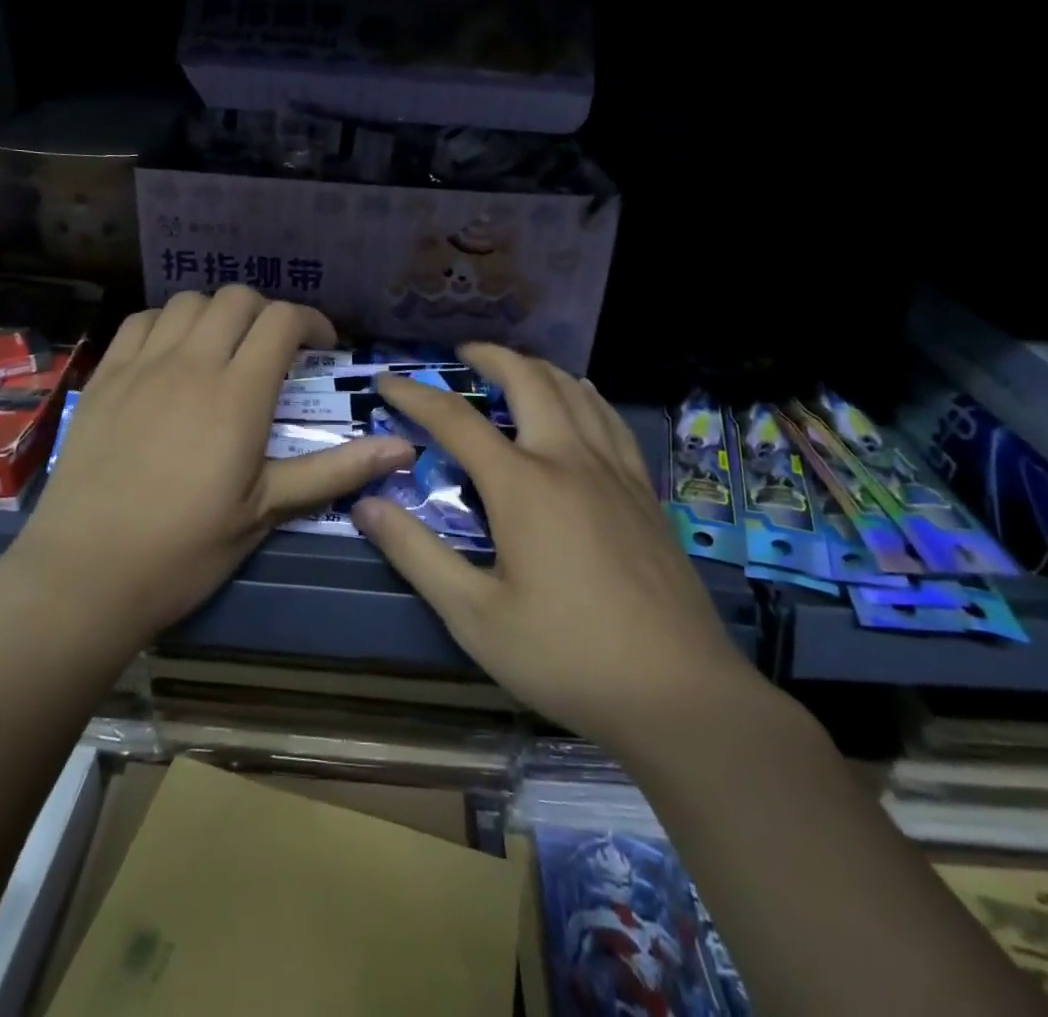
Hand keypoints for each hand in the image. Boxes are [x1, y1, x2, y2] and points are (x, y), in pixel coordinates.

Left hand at [12, 287, 414, 654]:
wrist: (85, 573)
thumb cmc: (185, 549)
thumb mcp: (267, 511)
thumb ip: (335, 470)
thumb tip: (403, 447)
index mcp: (237, 396)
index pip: (282, 322)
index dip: (311, 322)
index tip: (323, 347)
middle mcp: (191, 364)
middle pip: (236, 298)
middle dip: (267, 312)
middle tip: (276, 349)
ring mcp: (141, 366)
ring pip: (188, 301)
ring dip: (218, 313)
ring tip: (224, 348)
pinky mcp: (104, 377)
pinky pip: (141, 321)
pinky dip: (168, 322)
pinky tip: (172, 354)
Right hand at [351, 344, 762, 754]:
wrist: (679, 693)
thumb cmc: (567, 656)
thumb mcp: (475, 616)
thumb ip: (417, 555)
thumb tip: (367, 505)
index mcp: (523, 486)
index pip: (456, 420)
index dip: (416, 395)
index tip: (387, 381)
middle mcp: (569, 460)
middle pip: (529, 380)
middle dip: (491, 357)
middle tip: (462, 354)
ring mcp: (614, 471)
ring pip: (574, 391)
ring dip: (537, 368)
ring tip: (512, 370)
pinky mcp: (644, 490)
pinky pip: (609, 419)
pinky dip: (582, 395)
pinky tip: (579, 401)